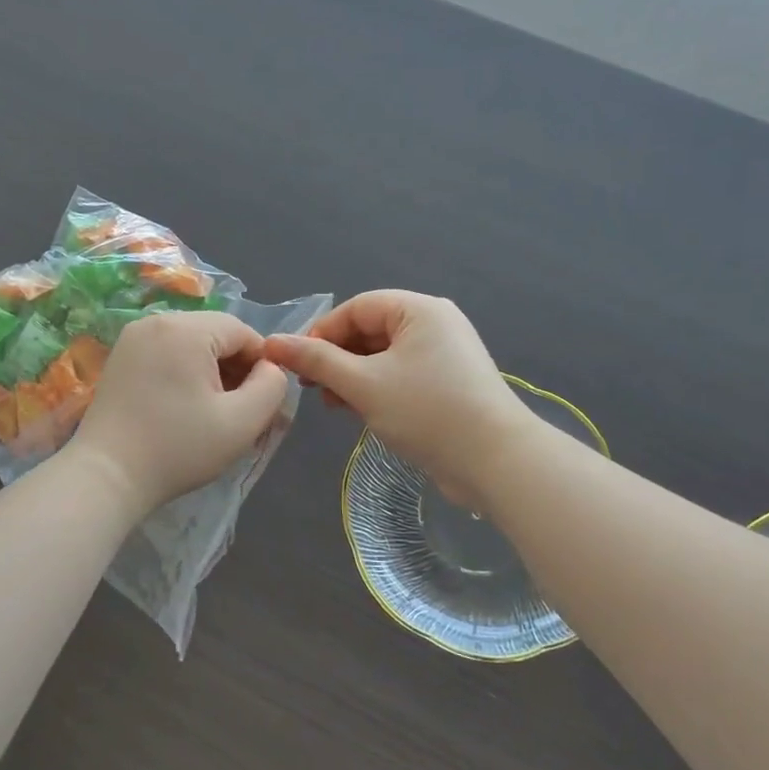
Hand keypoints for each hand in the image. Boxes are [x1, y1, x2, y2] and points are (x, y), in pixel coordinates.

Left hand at [67, 312, 292, 514]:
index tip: (260, 402)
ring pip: (191, 343)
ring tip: (211, 412)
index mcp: (187, 328)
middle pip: (216, 334)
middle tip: (238, 411)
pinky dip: (183, 373)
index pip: (243, 331)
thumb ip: (272, 387)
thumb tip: (271, 368)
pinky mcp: (119, 357)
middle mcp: (157, 321)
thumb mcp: (242, 422)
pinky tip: (182, 407)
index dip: (261, 364)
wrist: (107, 476)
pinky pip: (166, 353)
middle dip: (234, 367)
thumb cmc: (178, 448)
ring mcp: (133, 337)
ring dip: (209, 371)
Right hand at [264, 291, 533, 510]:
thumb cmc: (427, 412)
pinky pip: (402, 374)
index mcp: (419, 310)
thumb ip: (316, 361)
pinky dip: (376, 387)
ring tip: (329, 403)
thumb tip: (272, 343)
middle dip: (336, 357)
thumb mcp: (363, 385)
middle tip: (309, 387)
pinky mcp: (449, 383)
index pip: (357, 307)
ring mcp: (445, 354)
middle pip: (371, 330)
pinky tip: (357, 410)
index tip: (295, 363)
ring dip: (352, 375)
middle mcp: (435, 324)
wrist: (496, 462)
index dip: (321, 332)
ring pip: (384, 355)